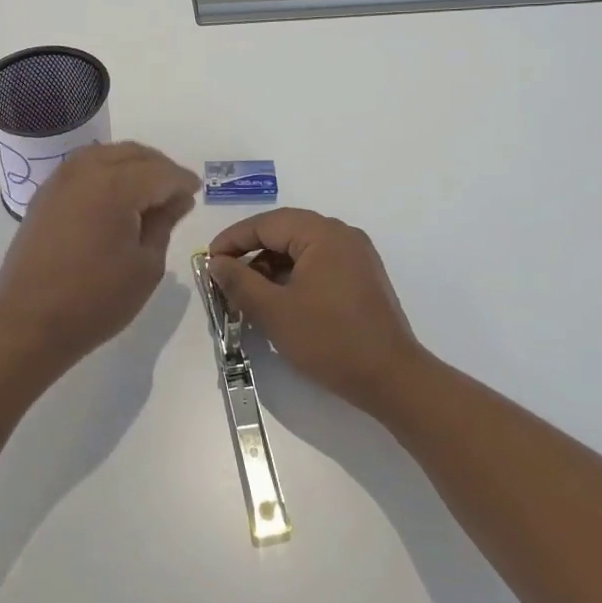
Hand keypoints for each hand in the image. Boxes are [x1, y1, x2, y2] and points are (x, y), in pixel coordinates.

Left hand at [0, 142, 199, 367]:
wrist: (30, 322)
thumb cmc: (97, 299)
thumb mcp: (146, 265)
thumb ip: (164, 223)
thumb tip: (177, 199)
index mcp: (116, 185)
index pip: (161, 173)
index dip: (183, 182)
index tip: (196, 193)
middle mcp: (86, 170)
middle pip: (133, 154)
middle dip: (159, 168)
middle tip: (176, 192)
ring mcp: (60, 179)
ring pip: (106, 154)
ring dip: (132, 165)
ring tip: (148, 192)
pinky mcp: (45, 194)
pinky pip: (83, 168)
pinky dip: (105, 172)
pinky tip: (115, 196)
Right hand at [209, 208, 426, 415]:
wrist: (392, 379)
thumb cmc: (330, 340)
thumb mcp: (274, 311)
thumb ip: (239, 282)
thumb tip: (216, 262)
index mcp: (322, 233)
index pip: (266, 223)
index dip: (233, 240)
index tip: (209, 261)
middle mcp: (342, 234)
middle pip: (285, 232)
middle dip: (251, 253)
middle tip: (225, 277)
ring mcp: (356, 255)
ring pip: (301, 249)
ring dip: (272, 266)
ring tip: (249, 294)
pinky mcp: (362, 277)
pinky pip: (319, 263)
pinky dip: (294, 276)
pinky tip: (279, 300)